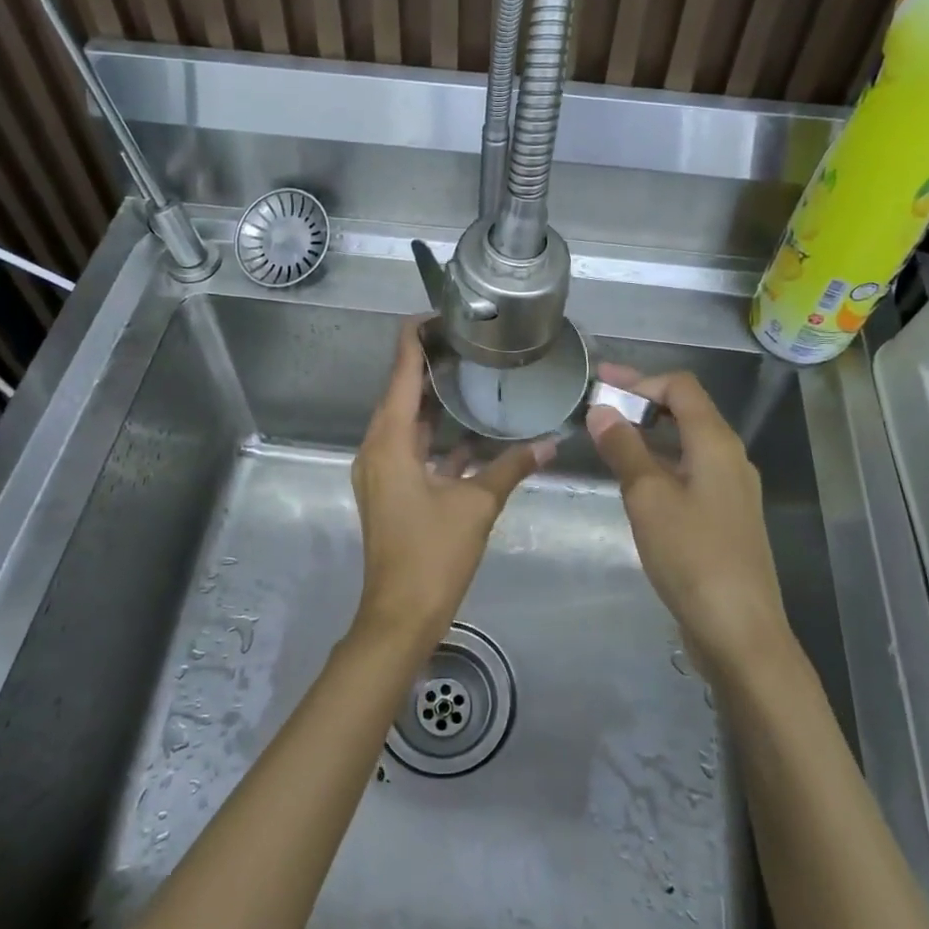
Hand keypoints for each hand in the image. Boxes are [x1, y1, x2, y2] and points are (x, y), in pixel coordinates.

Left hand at [350, 320, 553, 653]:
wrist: (400, 615)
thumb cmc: (432, 554)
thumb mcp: (476, 505)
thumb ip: (511, 468)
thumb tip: (550, 442)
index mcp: (389, 441)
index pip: (400, 371)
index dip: (414, 337)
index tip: (439, 312)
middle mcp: (378, 448)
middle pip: (400, 392)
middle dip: (429, 365)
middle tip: (468, 340)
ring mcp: (382, 471)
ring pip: (408, 423)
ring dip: (434, 402)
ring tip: (471, 375)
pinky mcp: (392, 491)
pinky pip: (413, 450)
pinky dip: (438, 438)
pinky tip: (472, 434)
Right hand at [585, 363, 790, 681]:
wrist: (740, 631)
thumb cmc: (692, 555)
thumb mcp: (648, 497)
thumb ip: (624, 449)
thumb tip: (602, 410)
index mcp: (716, 443)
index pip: (681, 388)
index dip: (640, 379)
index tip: (600, 384)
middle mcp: (730, 458)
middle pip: (686, 411)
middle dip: (642, 402)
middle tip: (598, 404)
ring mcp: (731, 490)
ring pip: (687, 444)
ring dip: (649, 434)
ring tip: (608, 439)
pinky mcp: (725, 518)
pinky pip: (690, 472)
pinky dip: (660, 463)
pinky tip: (635, 481)